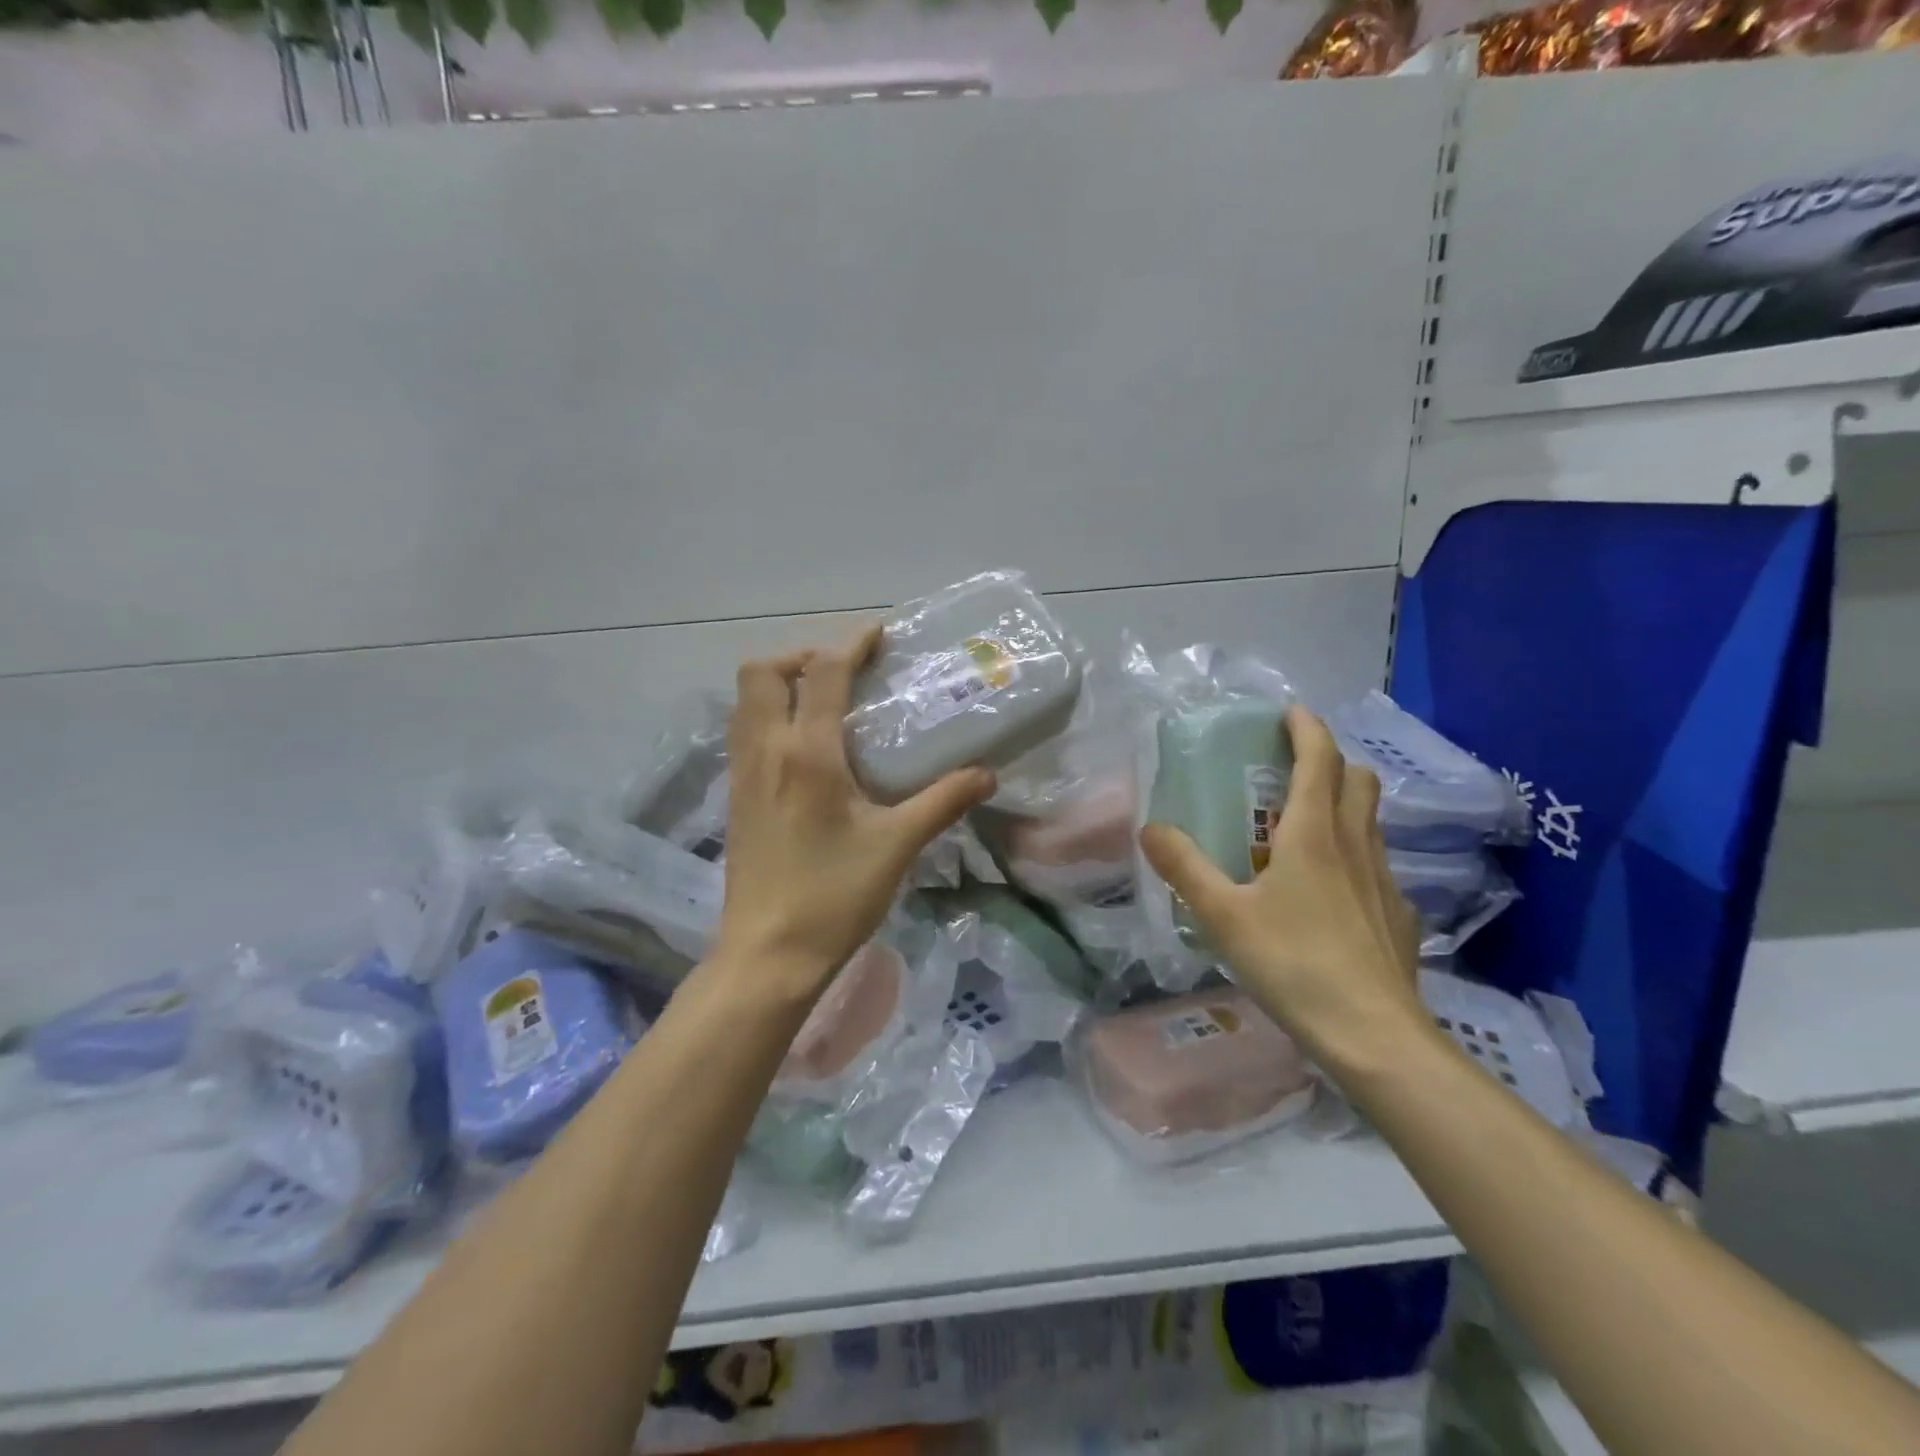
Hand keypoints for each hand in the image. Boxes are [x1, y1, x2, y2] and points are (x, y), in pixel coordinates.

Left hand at [715, 625, 995, 999]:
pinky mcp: (736, 798)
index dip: (850, 643)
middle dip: (801, 656)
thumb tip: (986, 774)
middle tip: (843, 673)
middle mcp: (765, 751)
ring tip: (824, 701)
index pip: (822, 672)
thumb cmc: (833, 896)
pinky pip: (744, 732)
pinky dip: (769, 715)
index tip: (878, 634)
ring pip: (745, 701)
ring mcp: (742, 774)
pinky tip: (805, 748)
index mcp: (806, 753)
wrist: (768, 954)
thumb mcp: (897, 845)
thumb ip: (943, 801)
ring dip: (780, 684)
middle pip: (761, 672)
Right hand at [1139, 705, 1426, 1072]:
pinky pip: (1378, 865)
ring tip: (1304, 827)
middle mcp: (1356, 844)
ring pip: (1370, 821)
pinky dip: (1355, 856)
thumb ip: (1184, 868)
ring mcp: (1385, 880)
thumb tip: (1150, 828)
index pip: (1320, 758)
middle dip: (1331, 761)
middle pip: (1358, 780)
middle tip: (1293, 770)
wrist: (1374, 1036)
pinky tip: (1331, 893)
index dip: (1306, 727)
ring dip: (1344, 805)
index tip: (1288, 712)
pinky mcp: (1399, 915)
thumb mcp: (1223, 916)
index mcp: (1314, 833)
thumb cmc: (1293, 964)